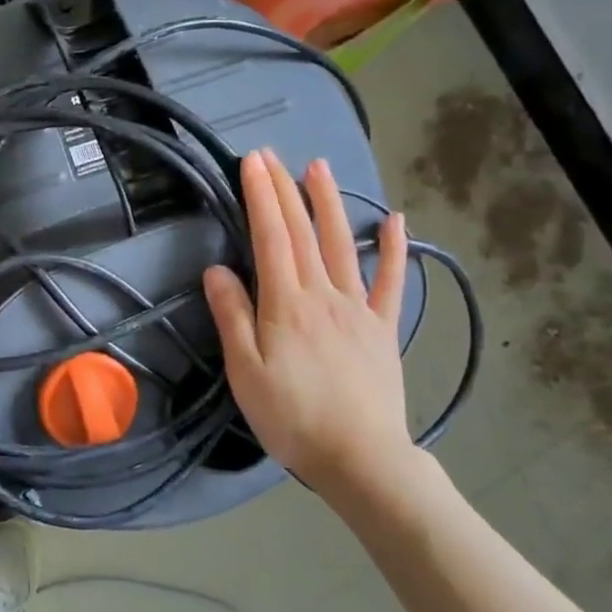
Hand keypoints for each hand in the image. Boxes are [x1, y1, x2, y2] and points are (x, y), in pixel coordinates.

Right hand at [202, 149, 415, 499]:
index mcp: (286, 304)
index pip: (270, 237)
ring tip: (318, 167)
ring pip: (341, 245)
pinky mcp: (383, 328)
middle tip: (271, 154)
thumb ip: (233, 317)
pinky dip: (394, 249)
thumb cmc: (292, 417)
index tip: (251, 162)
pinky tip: (395, 220)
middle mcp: (324, 295)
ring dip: (329, 203)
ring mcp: (358, 309)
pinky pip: (390, 282)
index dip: (260, 196)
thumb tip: (217, 269)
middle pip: (302, 232)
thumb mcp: (246, 372)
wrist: (361, 458)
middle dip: (284, 189)